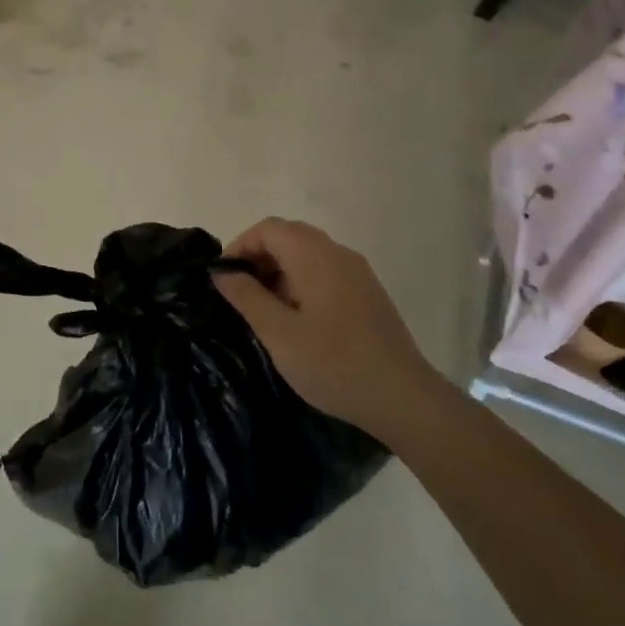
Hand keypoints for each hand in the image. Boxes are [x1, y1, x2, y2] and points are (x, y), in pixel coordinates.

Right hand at [213, 217, 436, 440]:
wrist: (403, 397)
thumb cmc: (333, 364)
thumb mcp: (279, 333)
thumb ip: (246, 296)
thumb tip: (221, 271)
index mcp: (314, 255)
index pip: (268, 228)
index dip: (240, 246)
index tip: (224, 278)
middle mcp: (337, 253)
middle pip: (288, 236)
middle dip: (259, 257)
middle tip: (240, 294)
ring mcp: (357, 271)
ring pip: (307, 253)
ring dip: (280, 271)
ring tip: (265, 310)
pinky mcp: (367, 292)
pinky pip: (325, 270)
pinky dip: (301, 281)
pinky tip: (297, 319)